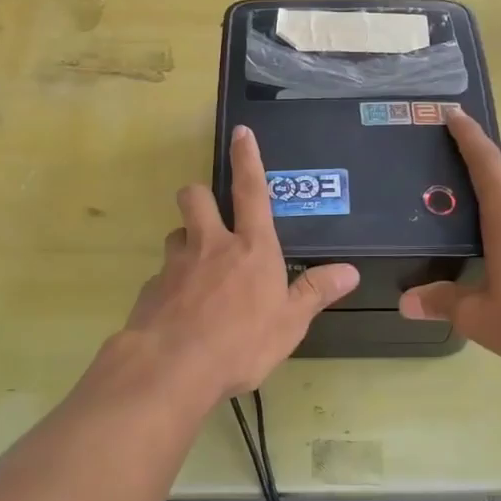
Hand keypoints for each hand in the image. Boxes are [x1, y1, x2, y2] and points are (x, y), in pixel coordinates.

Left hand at [114, 124, 358, 402]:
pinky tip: (180, 313)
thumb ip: (315, 292)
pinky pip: (163, 276)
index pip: (252, 191)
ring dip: (186, 244)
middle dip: (199, 197)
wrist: (172, 368)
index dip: (248, 159)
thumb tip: (350, 270)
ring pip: (176, 235)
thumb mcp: (290, 323)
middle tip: (209, 219)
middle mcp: (210, 245)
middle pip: (195, 197)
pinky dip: (172, 286)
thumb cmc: (241, 343)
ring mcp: (176, 264)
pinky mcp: (151, 288)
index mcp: (251, 248)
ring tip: (198, 273)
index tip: (241, 132)